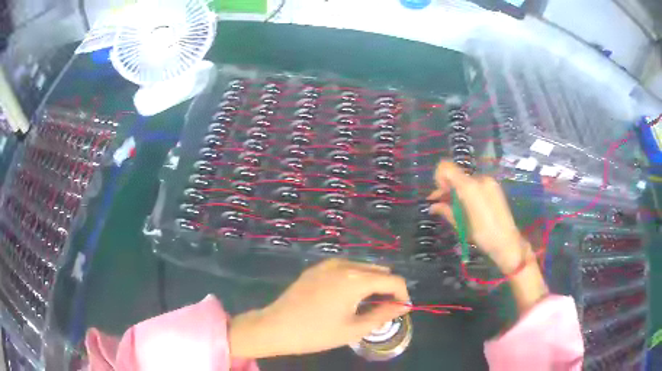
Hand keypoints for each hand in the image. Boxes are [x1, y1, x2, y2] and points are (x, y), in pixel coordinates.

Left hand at [230, 259, 409, 357]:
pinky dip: (355, 280)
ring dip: (371, 283)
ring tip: (365, 306)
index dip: (402, 294)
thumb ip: (383, 315)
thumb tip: (404, 306)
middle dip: (387, 289)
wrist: (275, 327)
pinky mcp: (316, 268)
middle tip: (382, 311)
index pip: (393, 280)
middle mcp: (344, 264)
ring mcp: (328, 264)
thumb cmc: (316, 333)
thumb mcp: (354, 329)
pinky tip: (346, 298)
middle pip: (379, 271)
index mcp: (355, 279)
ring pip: (363, 268)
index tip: (401, 310)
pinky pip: (346, 268)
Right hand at [428, 161, 547, 313]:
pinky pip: (475, 185)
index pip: (447, 168)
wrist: (507, 242)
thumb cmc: (483, 236)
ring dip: (457, 191)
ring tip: (452, 207)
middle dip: (446, 188)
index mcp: (470, 187)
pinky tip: (466, 206)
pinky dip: (467, 192)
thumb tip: (432, 206)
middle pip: (456, 175)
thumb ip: (446, 210)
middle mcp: (480, 179)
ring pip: (465, 180)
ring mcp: (489, 182)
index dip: (439, 178)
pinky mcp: (494, 187)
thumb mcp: (461, 225)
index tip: (440, 195)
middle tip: (440, 204)